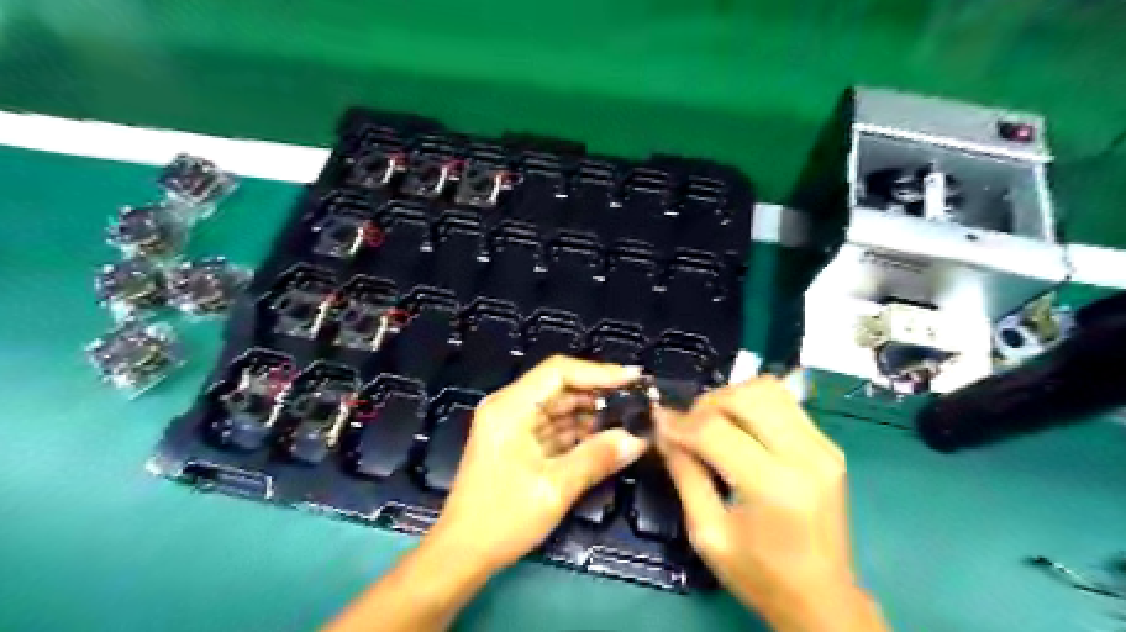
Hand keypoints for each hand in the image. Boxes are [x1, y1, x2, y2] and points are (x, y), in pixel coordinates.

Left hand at [433, 355, 645, 572]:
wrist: (463, 553)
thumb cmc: (502, 518)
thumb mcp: (555, 488)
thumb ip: (598, 457)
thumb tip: (637, 438)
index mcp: (510, 407)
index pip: (559, 372)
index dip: (599, 372)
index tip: (633, 378)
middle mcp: (509, 407)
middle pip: (560, 386)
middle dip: (599, 393)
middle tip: (637, 401)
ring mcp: (512, 424)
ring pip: (559, 406)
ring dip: (591, 413)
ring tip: (628, 418)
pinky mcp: (517, 442)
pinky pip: (553, 426)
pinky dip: (578, 431)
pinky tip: (605, 438)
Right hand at [658, 377, 882, 628]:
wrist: (823, 600)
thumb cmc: (760, 576)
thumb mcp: (707, 532)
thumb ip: (684, 474)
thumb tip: (663, 431)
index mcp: (774, 487)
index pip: (715, 430)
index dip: (680, 422)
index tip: (658, 421)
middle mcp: (805, 457)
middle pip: (746, 396)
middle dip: (707, 403)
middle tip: (688, 426)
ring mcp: (824, 447)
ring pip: (768, 389)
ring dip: (731, 397)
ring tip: (713, 423)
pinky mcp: (829, 446)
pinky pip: (784, 402)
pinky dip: (754, 405)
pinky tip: (740, 428)